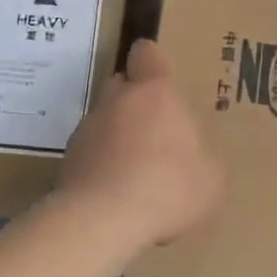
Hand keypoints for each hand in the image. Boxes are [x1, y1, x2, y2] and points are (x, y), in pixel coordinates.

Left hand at [58, 39, 225, 251]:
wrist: (100, 222)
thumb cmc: (166, 186)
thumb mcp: (210, 179)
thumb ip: (205, 160)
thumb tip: (199, 161)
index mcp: (154, 93)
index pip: (146, 54)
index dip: (152, 60)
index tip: (160, 74)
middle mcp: (116, 101)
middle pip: (122, 84)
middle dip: (136, 100)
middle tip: (156, 129)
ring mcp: (86, 130)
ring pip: (104, 120)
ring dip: (117, 136)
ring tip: (136, 171)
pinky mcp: (67, 162)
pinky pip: (89, 154)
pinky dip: (101, 165)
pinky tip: (117, 194)